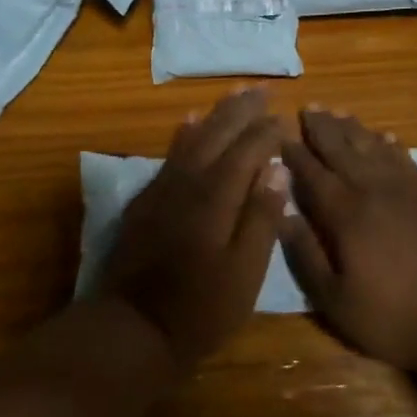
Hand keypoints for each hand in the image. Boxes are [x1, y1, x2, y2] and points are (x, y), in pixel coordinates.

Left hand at [99, 89, 287, 375]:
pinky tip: (188, 124)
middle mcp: (188, 182)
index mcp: (216, 197)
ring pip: (191, 139)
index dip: (265, 132)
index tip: (282, 115)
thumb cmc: (200, 309)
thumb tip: (276, 169)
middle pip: (217, 135)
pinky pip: (169, 156)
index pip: (246, 151)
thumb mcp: (244, 272)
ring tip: (231, 94)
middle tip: (259, 88)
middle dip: (240, 111)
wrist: (133, 328)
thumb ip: (260, 217)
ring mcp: (162, 189)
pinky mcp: (145, 201)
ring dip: (214, 115)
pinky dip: (183, 135)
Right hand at [280, 108, 416, 376]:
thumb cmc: (392, 315)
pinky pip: (403, 160)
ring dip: (353, 129)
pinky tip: (384, 137)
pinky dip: (390, 145)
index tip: (278, 133)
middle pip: (342, 150)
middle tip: (308, 107)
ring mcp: (404, 191)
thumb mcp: (335, 299)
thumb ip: (306, 254)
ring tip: (338, 112)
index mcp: (345, 214)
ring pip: (373, 148)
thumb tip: (281, 214)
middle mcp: (372, 191)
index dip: (294, 152)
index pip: (312, 173)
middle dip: (322, 128)